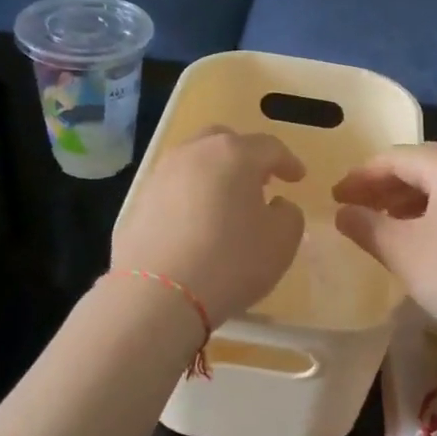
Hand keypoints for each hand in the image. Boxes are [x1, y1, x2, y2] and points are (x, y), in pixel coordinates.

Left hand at [112, 130, 305, 324]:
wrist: (157, 294)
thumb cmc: (231, 261)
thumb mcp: (282, 242)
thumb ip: (289, 214)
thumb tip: (277, 204)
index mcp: (234, 154)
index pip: (269, 147)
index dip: (288, 162)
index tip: (298, 177)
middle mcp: (194, 153)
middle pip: (224, 141)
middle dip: (246, 157)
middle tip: (260, 181)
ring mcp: (160, 175)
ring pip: (195, 162)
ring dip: (215, 175)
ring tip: (226, 202)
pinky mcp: (138, 202)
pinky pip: (173, 189)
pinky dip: (190, 197)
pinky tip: (196, 223)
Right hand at [333, 145, 436, 347]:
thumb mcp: (401, 250)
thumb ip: (366, 225)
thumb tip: (343, 213)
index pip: (396, 158)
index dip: (360, 177)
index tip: (334, 198)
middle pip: (422, 166)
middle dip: (384, 186)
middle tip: (355, 208)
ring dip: (408, 199)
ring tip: (382, 222)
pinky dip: (434, 212)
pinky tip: (420, 236)